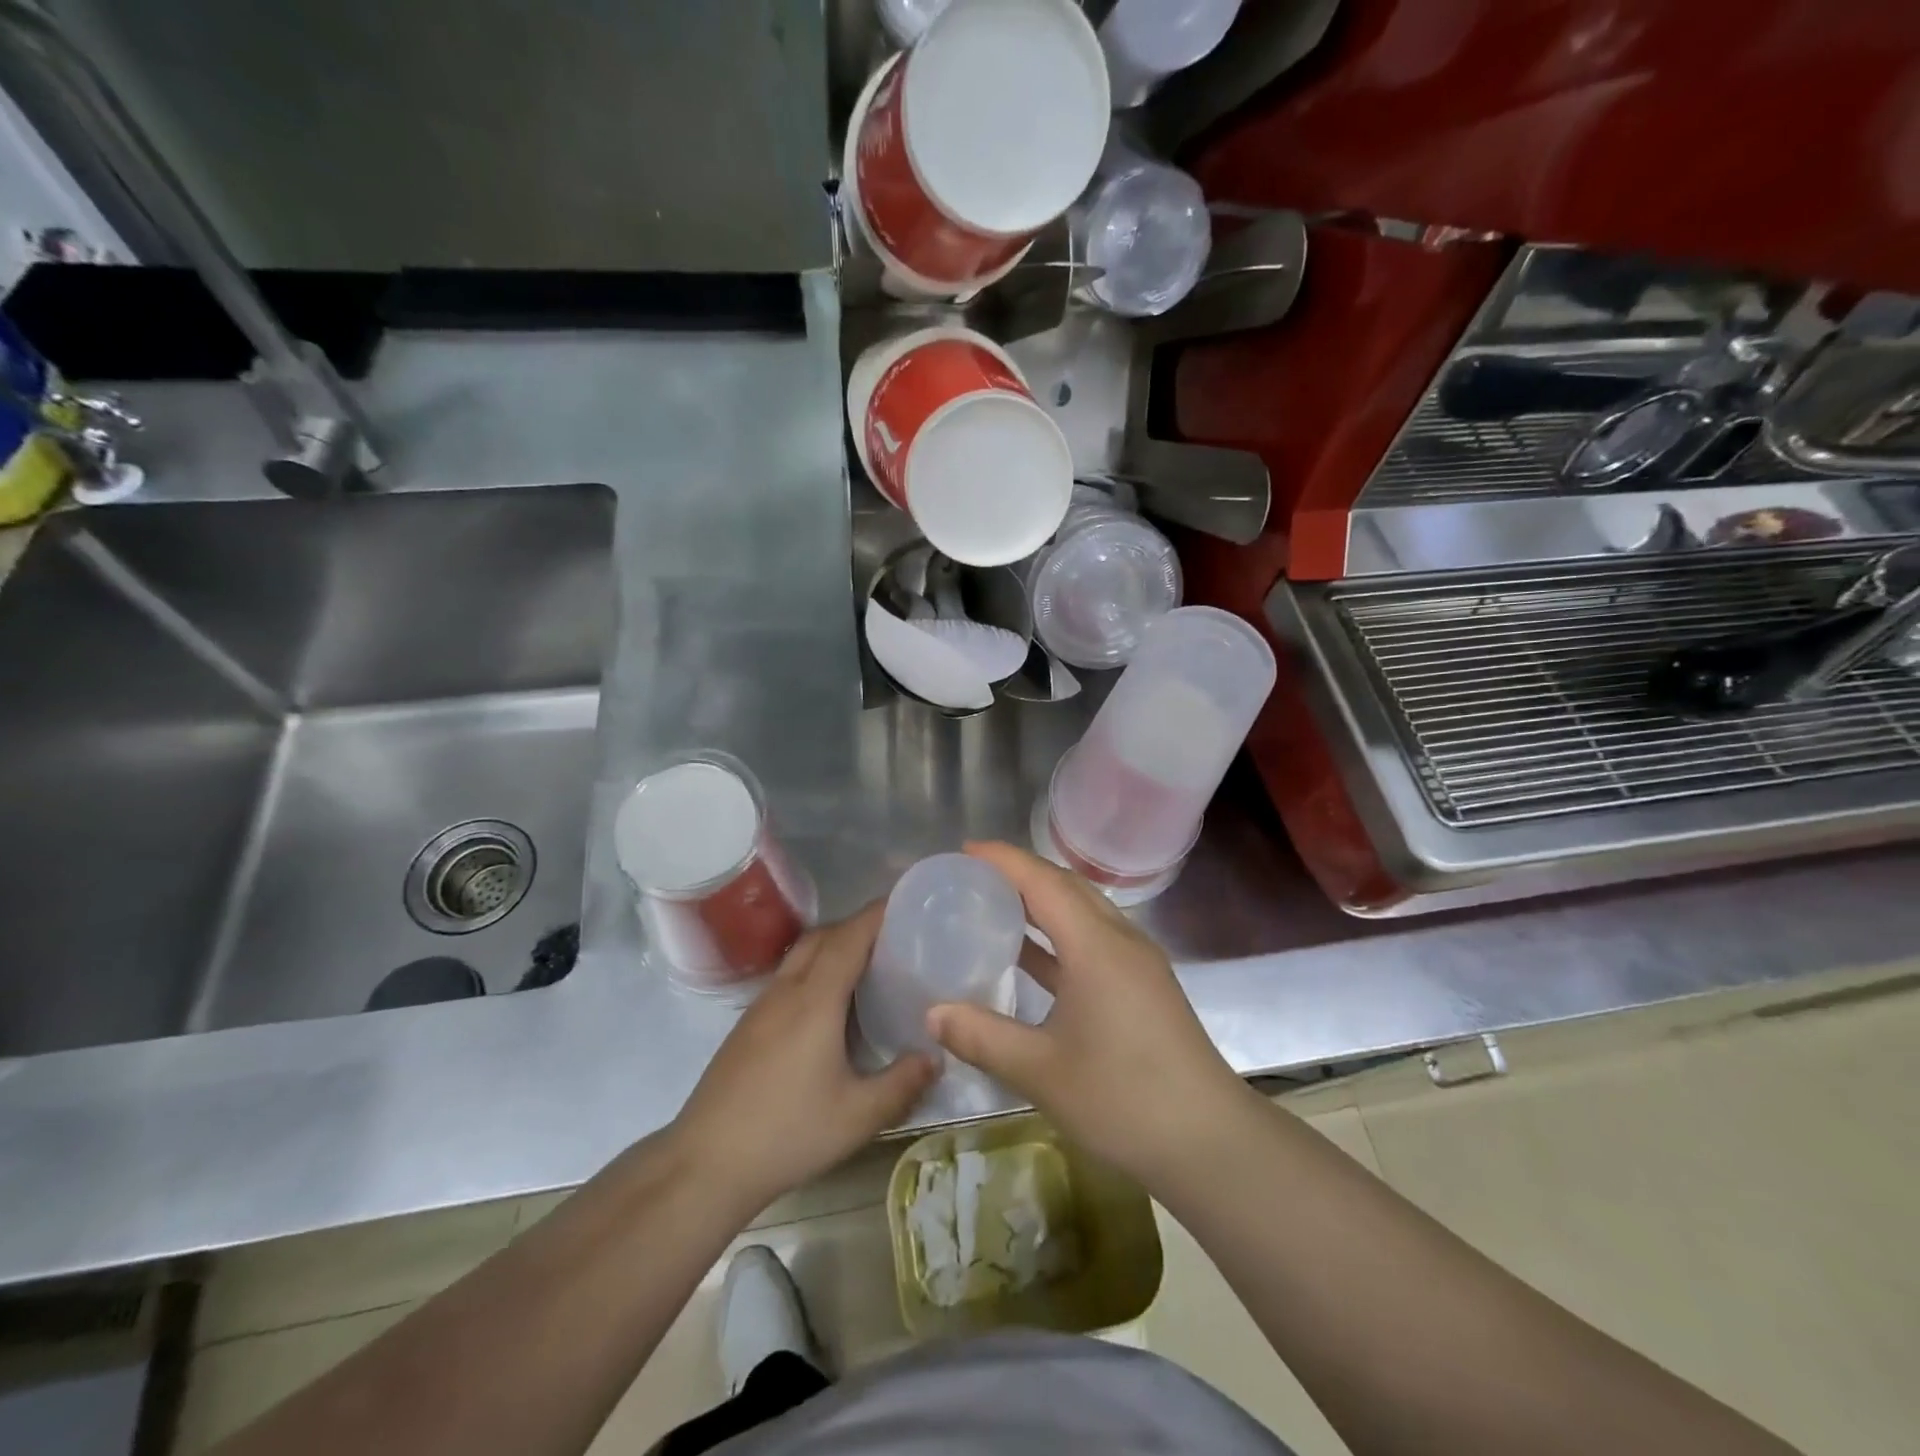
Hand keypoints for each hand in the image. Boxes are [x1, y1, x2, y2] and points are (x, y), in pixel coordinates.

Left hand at [672, 905, 937, 1217]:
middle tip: (895, 937)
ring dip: (833, 945)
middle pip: (823, 935)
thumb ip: (902, 1083)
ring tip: (868, 965)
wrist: (705, 1163)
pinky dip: (814, 969)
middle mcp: (786, 990)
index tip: (908, 903)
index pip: (850, 936)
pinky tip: (829, 1005)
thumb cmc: (787, 1133)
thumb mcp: (858, 1116)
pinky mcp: (747, 1025)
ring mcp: (761, 1006)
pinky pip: (788, 976)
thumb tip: (935, 1056)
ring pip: (800, 954)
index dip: (878, 914)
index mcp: (815, 999)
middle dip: (858, 925)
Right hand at [928, 842, 1256, 1187]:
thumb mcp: (1041, 1071)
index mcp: (1096, 946)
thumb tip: (932, 1013)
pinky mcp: (1143, 988)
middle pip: (1067, 887)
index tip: (964, 851)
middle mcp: (1120, 941)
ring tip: (994, 906)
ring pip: (1083, 913)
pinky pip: (1093, 941)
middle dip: (1021, 874)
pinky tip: (1030, 958)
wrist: (1210, 1143)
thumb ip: (983, 1037)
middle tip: (974, 877)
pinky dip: (1058, 937)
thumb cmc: (1124, 1099)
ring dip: (1042, 903)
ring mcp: (1137, 964)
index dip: (1003, 860)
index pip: (1044, 882)